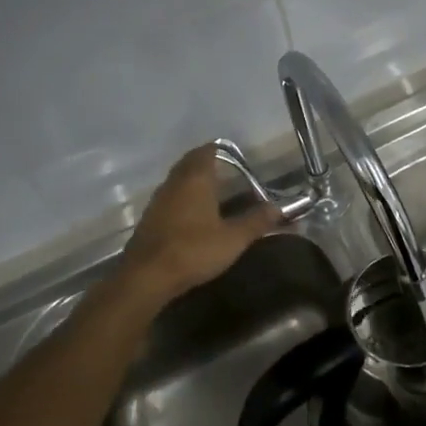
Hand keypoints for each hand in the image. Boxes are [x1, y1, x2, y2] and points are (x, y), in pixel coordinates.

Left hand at [119, 146, 280, 305]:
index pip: (205, 152)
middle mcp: (174, 183)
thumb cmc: (194, 250)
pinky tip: (191, 214)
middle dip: (205, 163)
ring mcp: (158, 200)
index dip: (218, 150)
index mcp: (196, 180)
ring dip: (191, 180)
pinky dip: (181, 198)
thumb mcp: (233, 238)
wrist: (147, 276)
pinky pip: (168, 198)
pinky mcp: (149, 219)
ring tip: (210, 190)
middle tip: (224, 169)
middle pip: (189, 163)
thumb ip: (256, 221)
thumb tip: (279, 208)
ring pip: (176, 180)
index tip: (232, 154)